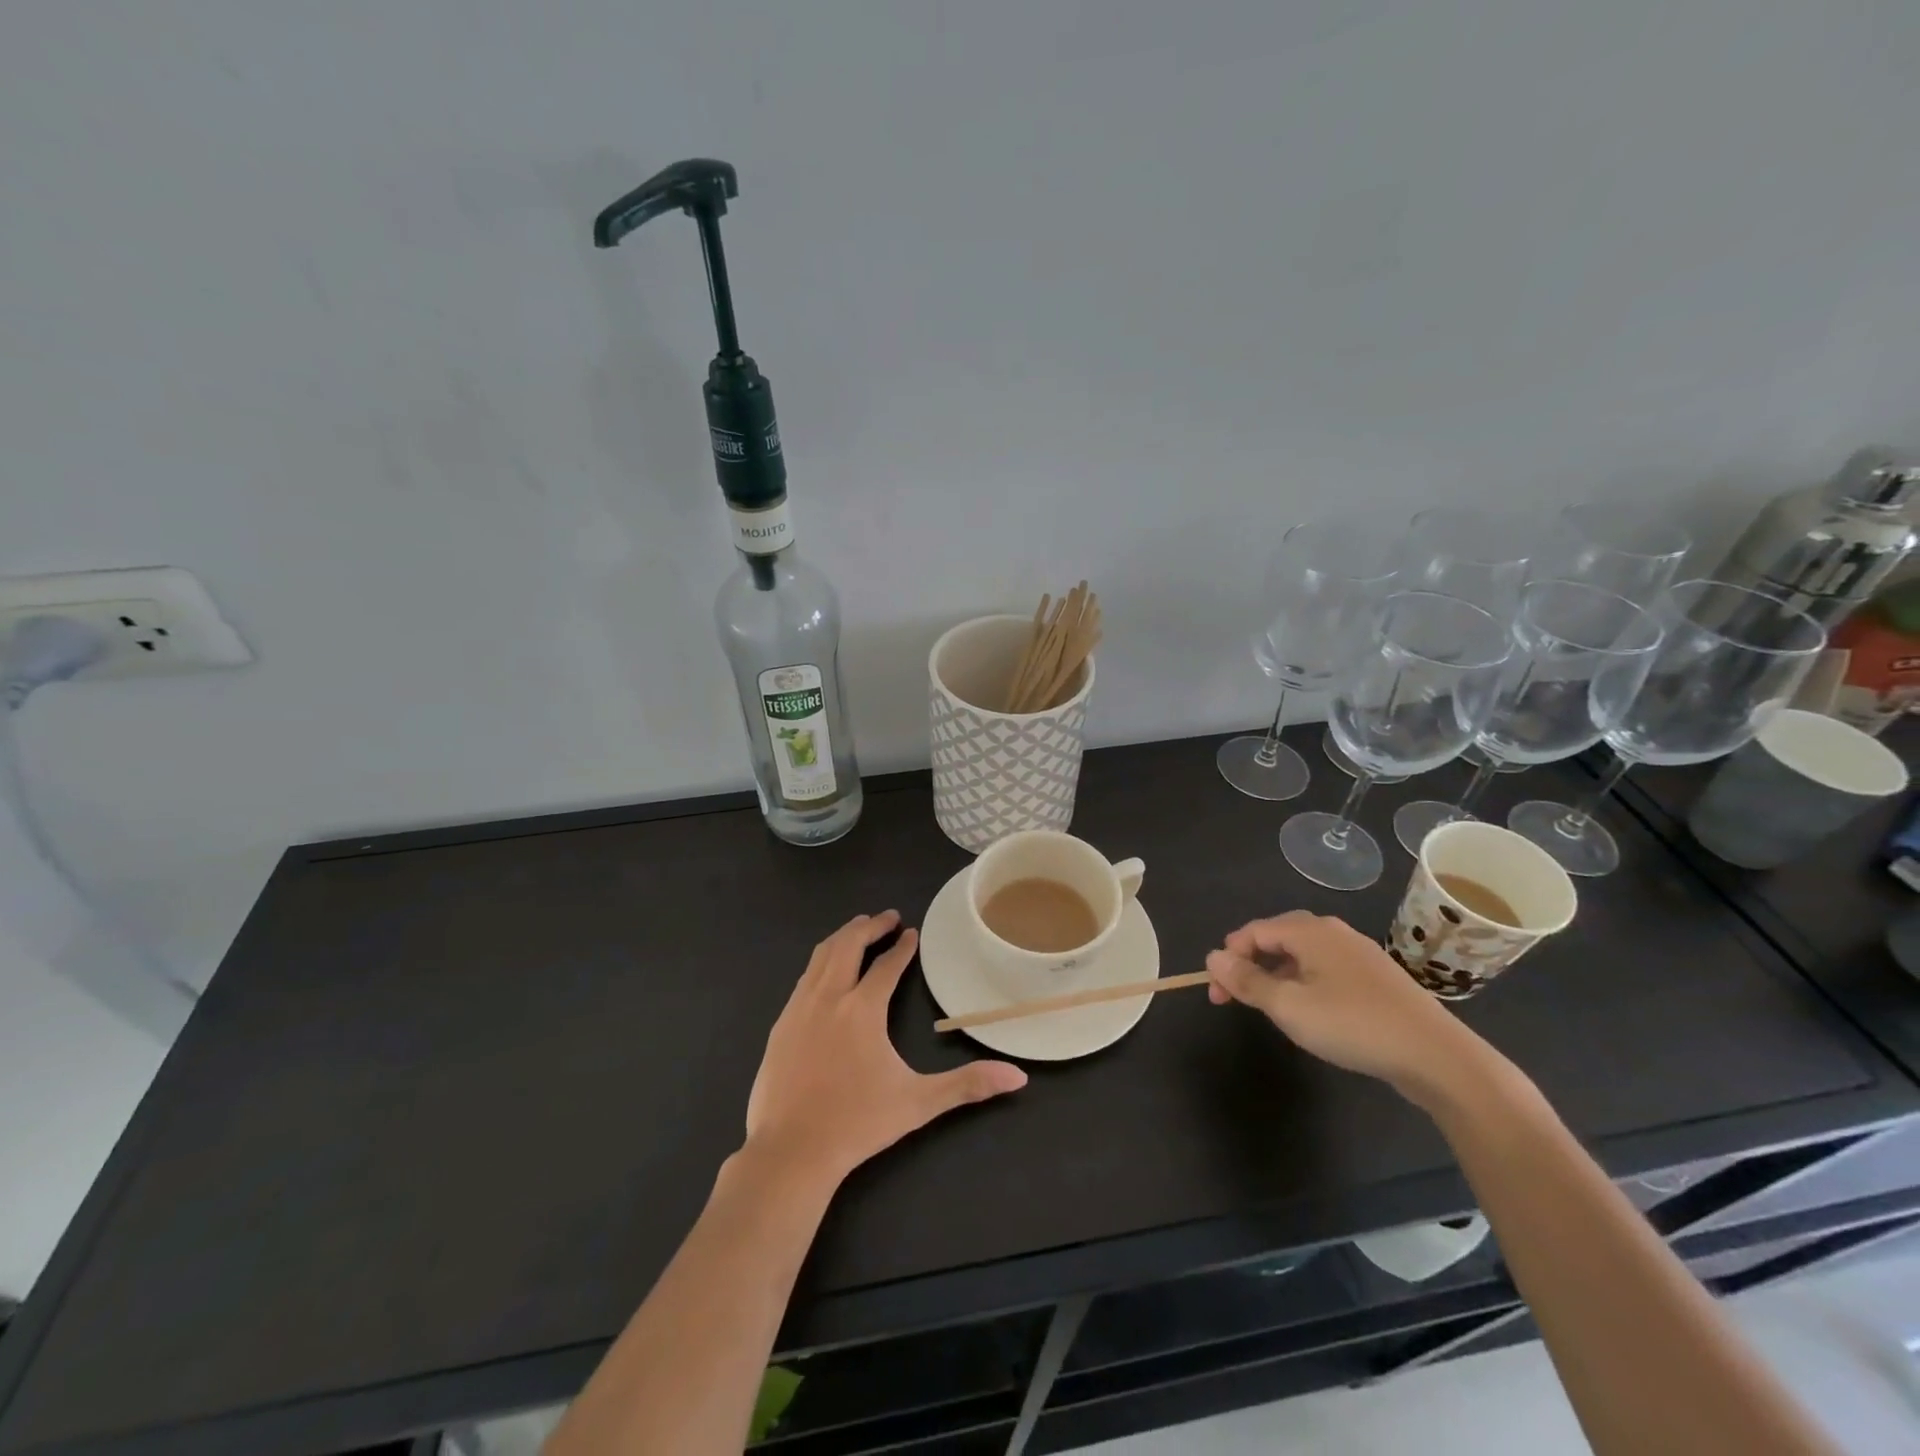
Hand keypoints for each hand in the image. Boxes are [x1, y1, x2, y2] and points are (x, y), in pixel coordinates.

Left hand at [745, 911, 1027, 1184]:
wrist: (790, 1152)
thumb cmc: (857, 1123)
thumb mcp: (918, 1103)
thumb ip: (967, 1085)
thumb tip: (1017, 1077)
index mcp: (862, 1009)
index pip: (887, 966)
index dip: (903, 948)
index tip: (912, 932)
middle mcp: (829, 998)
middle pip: (848, 945)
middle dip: (869, 926)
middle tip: (887, 917)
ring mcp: (798, 1009)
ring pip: (820, 956)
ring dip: (842, 937)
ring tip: (856, 930)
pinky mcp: (780, 1025)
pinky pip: (803, 979)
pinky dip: (820, 962)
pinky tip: (825, 972)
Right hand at [1205, 910, 1489, 1102]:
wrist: (1436, 1057)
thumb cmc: (1353, 1025)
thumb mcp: (1289, 1007)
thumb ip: (1247, 981)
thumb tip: (1213, 956)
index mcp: (1310, 931)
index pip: (1253, 932)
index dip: (1228, 959)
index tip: (1217, 994)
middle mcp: (1333, 932)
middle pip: (1276, 938)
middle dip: (1249, 965)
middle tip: (1235, 1000)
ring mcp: (1358, 953)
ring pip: (1302, 955)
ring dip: (1276, 976)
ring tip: (1270, 1009)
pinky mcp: (1376, 977)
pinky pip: (1325, 969)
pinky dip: (1304, 983)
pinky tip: (1310, 1012)